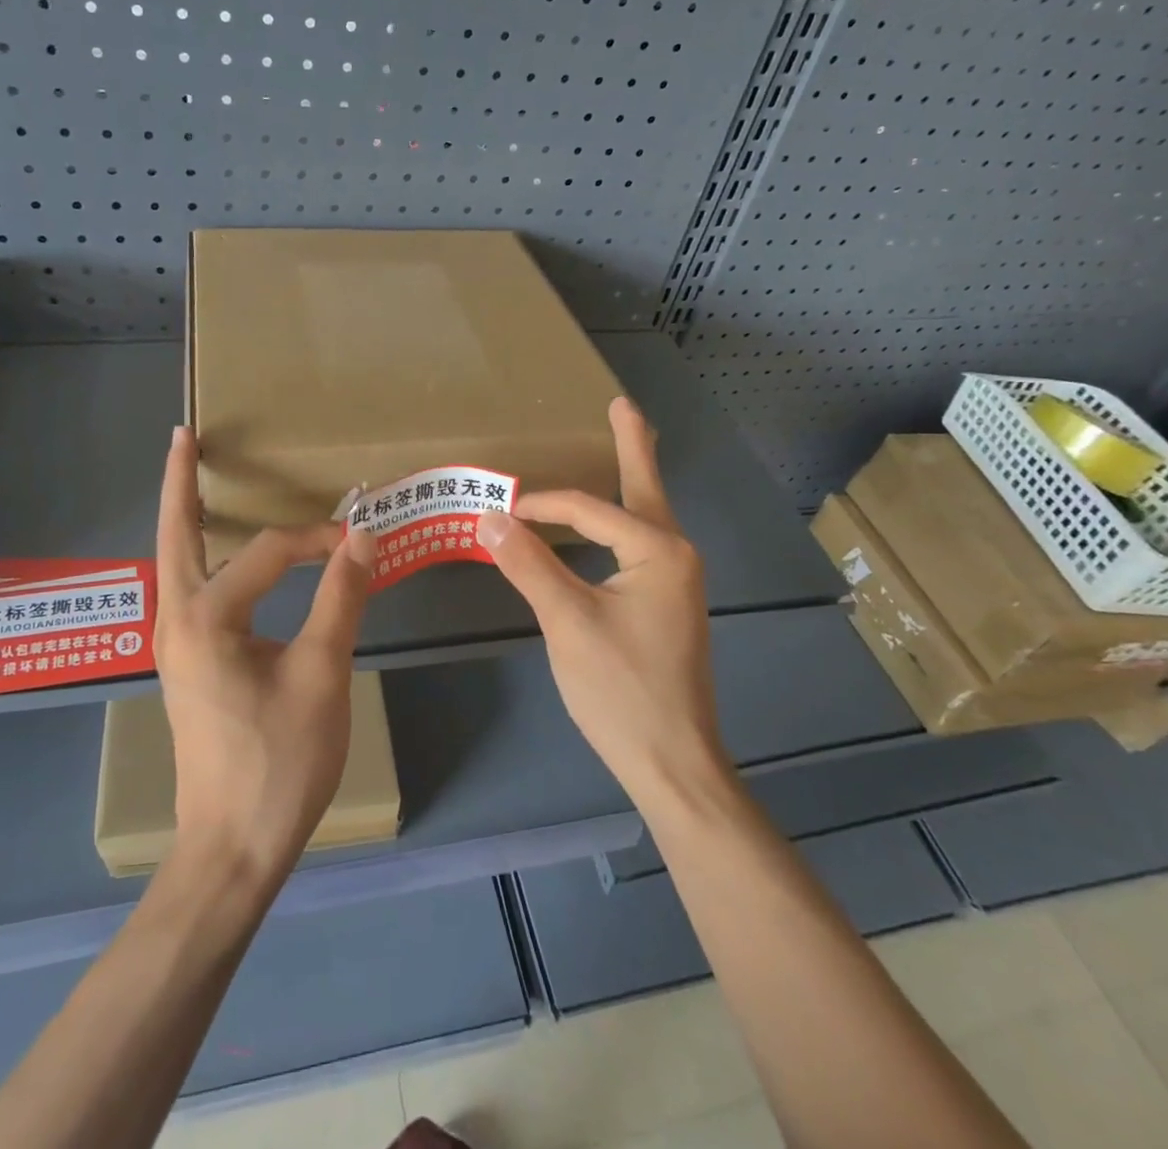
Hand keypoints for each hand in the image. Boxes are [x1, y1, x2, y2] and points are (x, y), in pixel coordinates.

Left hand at [154, 426, 376, 881]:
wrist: (232, 847)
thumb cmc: (280, 762)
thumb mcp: (322, 673)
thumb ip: (340, 597)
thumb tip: (362, 536)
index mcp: (206, 617)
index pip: (269, 552)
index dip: (318, 540)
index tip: (360, 542)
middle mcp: (176, 620)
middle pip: (175, 534)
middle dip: (181, 483)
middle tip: (183, 436)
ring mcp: (173, 644)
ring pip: (174, 562)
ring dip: (183, 517)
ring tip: (191, 479)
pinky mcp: (184, 663)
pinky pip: (187, 589)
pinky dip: (196, 554)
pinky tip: (216, 553)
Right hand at [475, 397, 727, 813]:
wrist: (673, 763)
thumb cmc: (621, 690)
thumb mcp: (567, 622)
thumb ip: (529, 563)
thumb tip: (491, 515)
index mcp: (659, 550)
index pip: (587, 508)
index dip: (540, 503)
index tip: (499, 509)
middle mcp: (676, 555)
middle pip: (644, 487)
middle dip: (632, 444)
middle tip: (622, 404)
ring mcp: (677, 581)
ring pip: (645, 516)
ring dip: (630, 479)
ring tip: (625, 441)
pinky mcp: (667, 603)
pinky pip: (641, 544)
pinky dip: (622, 519)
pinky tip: (612, 521)